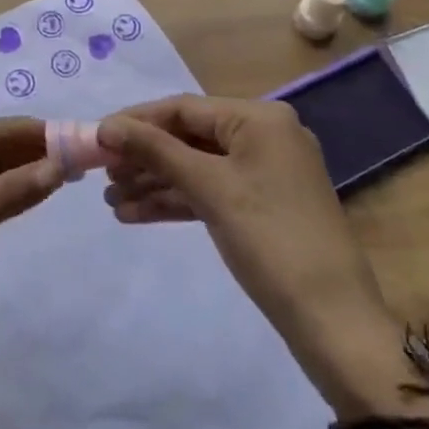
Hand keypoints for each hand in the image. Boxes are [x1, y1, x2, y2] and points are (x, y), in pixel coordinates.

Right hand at [99, 96, 428, 424]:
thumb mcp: (209, 188)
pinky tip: (135, 215)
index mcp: (259, 118)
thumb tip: (106, 126)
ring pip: (197, 167)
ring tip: (111, 202)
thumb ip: (156, 151)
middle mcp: (264, 136)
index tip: (96, 138)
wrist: (332, 320)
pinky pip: (210, 192)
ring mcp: (265, 173)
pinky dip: (176, 202)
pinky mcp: (262, 206)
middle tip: (101, 176)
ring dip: (155, 183)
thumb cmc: (269, 239)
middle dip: (144, 157)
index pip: (184, 108)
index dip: (137, 122)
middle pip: (189, 137)